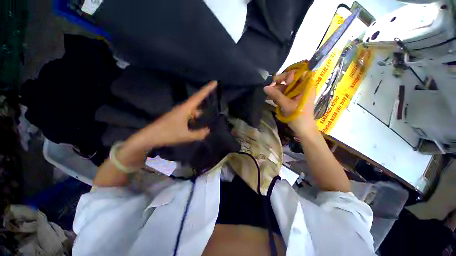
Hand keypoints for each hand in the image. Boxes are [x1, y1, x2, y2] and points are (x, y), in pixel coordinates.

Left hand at [116, 81, 216, 167]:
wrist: (149, 137)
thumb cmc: (167, 134)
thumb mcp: (185, 136)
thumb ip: (198, 134)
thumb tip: (208, 130)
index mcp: (185, 108)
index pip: (199, 96)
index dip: (207, 89)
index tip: (215, 82)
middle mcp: (183, 108)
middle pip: (196, 100)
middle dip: (205, 97)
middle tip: (215, 96)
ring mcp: (179, 112)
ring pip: (193, 108)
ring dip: (200, 108)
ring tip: (210, 112)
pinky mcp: (176, 117)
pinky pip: (189, 114)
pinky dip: (195, 115)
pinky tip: (198, 120)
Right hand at [263, 71, 316, 135]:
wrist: (303, 129)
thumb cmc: (298, 117)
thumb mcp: (287, 105)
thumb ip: (276, 95)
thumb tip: (265, 87)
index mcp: (307, 86)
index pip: (300, 73)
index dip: (291, 74)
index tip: (282, 82)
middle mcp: (304, 88)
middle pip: (292, 79)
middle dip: (280, 82)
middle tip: (270, 86)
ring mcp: (298, 94)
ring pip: (287, 87)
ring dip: (277, 90)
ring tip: (268, 95)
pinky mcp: (294, 99)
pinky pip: (285, 93)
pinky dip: (278, 95)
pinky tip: (271, 98)